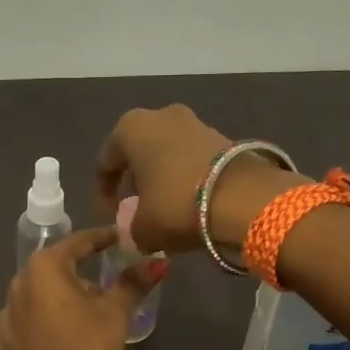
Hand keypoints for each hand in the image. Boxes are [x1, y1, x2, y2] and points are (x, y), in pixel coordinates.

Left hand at [0, 229, 167, 349]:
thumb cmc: (86, 349)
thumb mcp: (115, 313)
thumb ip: (133, 283)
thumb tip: (157, 261)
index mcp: (44, 268)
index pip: (78, 242)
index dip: (101, 239)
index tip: (119, 239)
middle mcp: (17, 284)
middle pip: (55, 270)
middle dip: (80, 275)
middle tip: (105, 287)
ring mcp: (3, 316)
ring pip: (37, 299)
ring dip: (58, 302)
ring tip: (82, 318)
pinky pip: (25, 327)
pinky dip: (42, 328)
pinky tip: (57, 342)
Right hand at [94, 104, 297, 254]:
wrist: (245, 198)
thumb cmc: (177, 205)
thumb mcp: (143, 228)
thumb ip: (130, 229)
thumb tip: (135, 232)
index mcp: (131, 128)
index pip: (106, 162)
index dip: (104, 193)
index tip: (110, 217)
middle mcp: (161, 116)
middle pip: (139, 153)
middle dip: (135, 181)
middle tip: (137, 210)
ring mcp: (195, 122)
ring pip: (167, 153)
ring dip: (162, 178)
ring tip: (165, 209)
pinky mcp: (223, 136)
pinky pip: (192, 158)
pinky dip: (186, 177)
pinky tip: (190, 202)